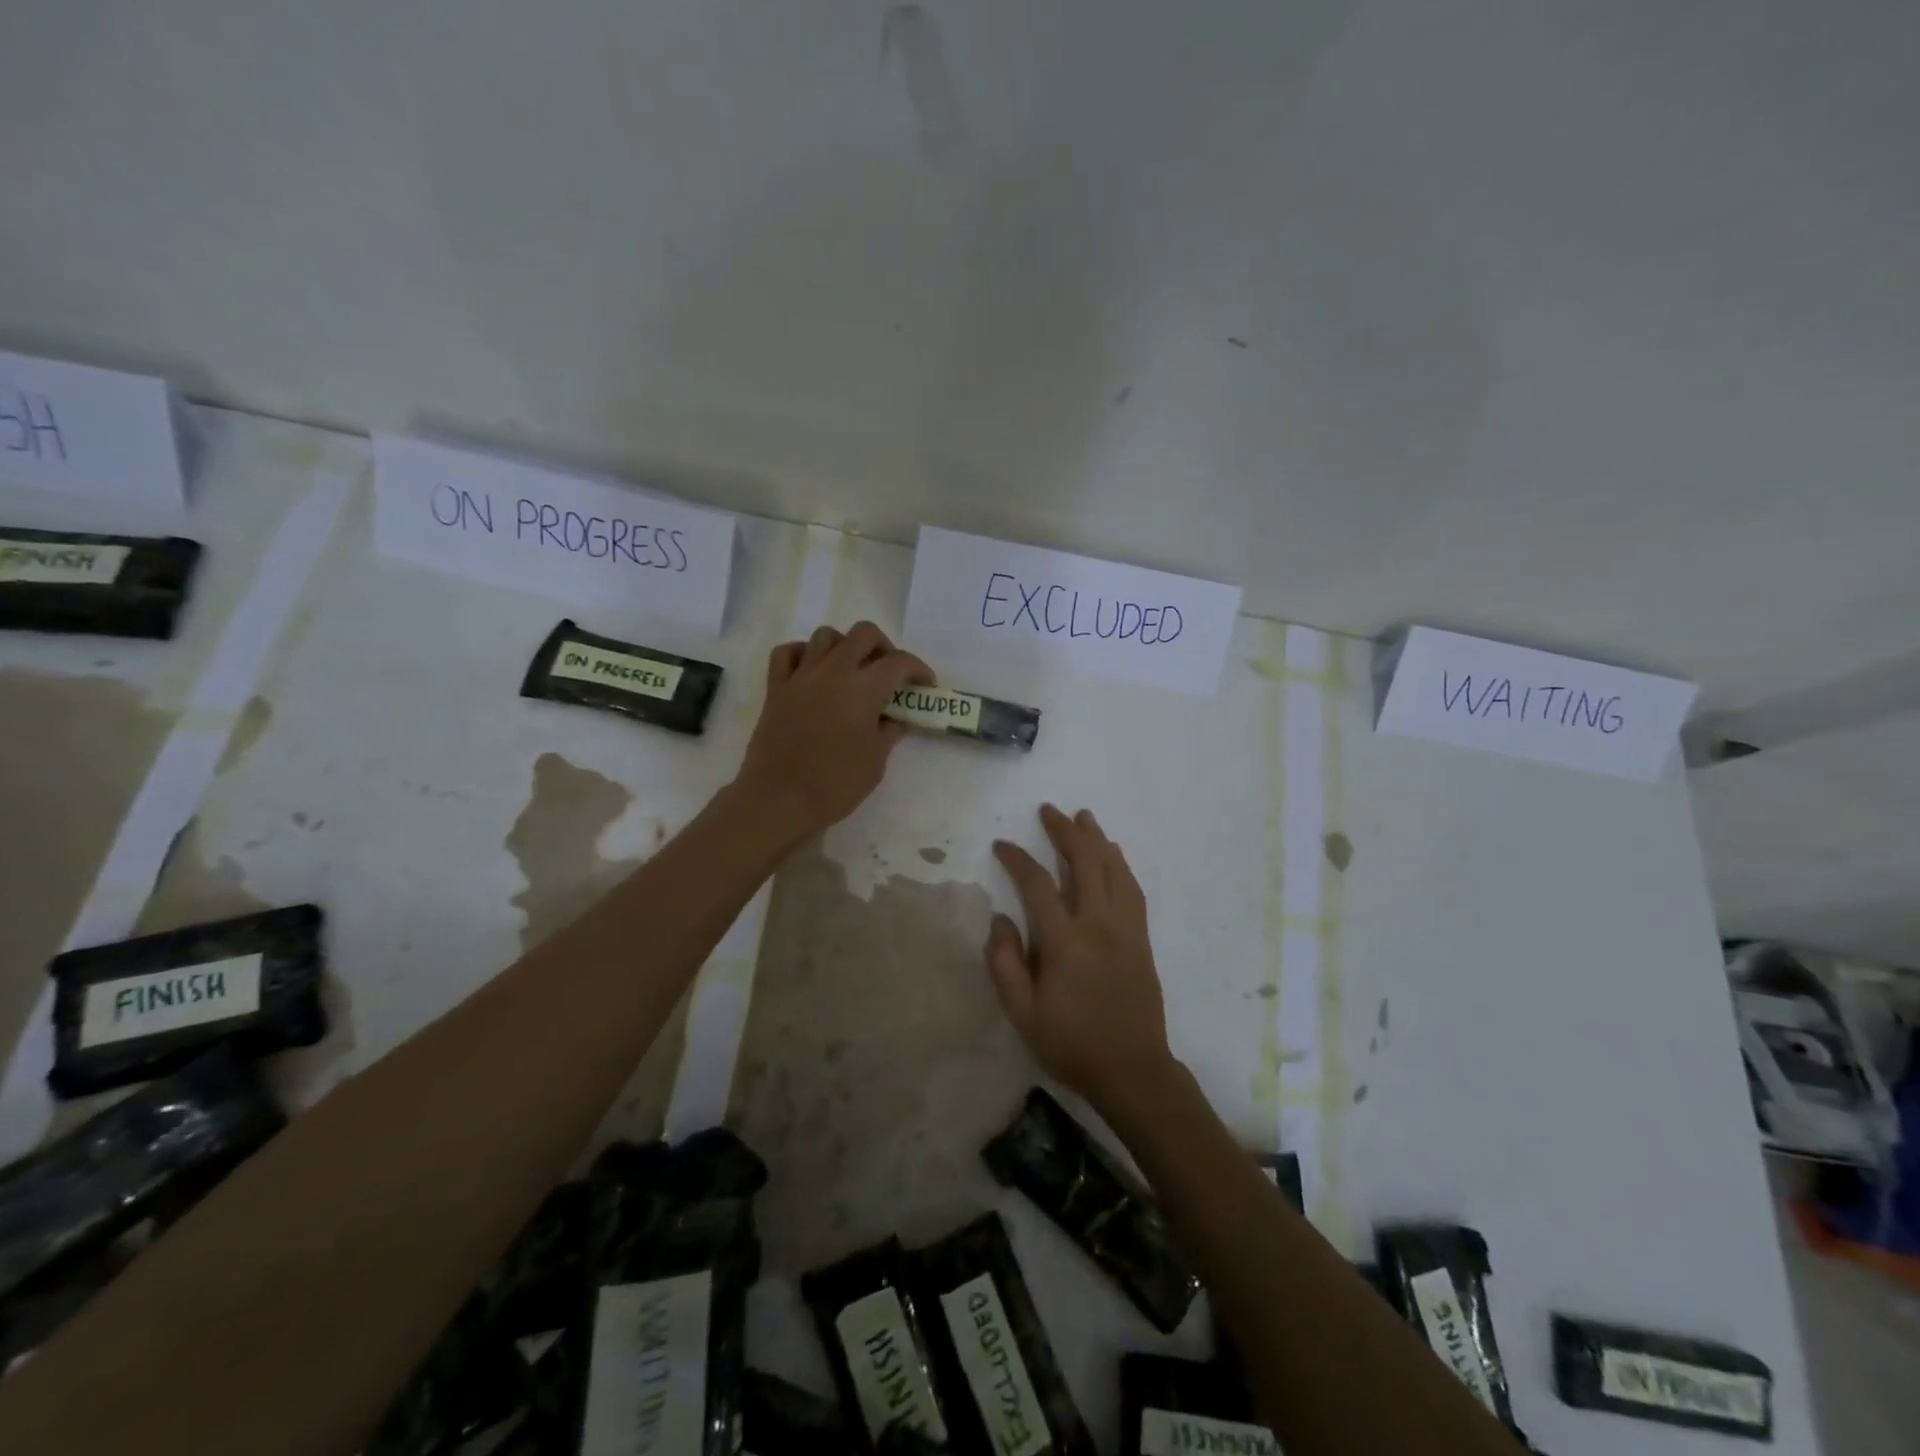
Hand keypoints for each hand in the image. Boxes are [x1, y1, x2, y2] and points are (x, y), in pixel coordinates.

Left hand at [733, 622, 930, 844]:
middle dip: (883, 647)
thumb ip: (887, 734)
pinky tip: (812, 671)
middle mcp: (833, 671)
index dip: (918, 669)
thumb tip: (892, 721)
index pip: (899, 662)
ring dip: (844, 646)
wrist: (778, 799)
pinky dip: (803, 654)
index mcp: (864, 689)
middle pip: (863, 634)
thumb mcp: (875, 763)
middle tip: (888, 672)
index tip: (925, 685)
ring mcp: (801, 676)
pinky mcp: (775, 688)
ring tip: (850, 670)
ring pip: (825, 636)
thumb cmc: (834, 785)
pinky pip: (788, 653)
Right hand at [987, 804, 1177, 1114]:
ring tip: (1083, 817)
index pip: (1037, 883)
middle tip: (1049, 811)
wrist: (1132, 1070)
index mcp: (1065, 941)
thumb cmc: (1071, 1043)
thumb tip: (1001, 918)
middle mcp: (1098, 924)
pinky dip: (1120, 864)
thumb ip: (1005, 963)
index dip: (1017, 858)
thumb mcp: (1022, 1013)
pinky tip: (1113, 855)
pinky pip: (1132, 889)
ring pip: (1114, 869)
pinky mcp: (1142, 938)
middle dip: (1064, 831)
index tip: (1002, 846)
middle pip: (1084, 862)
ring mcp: (1126, 928)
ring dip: (1097, 839)